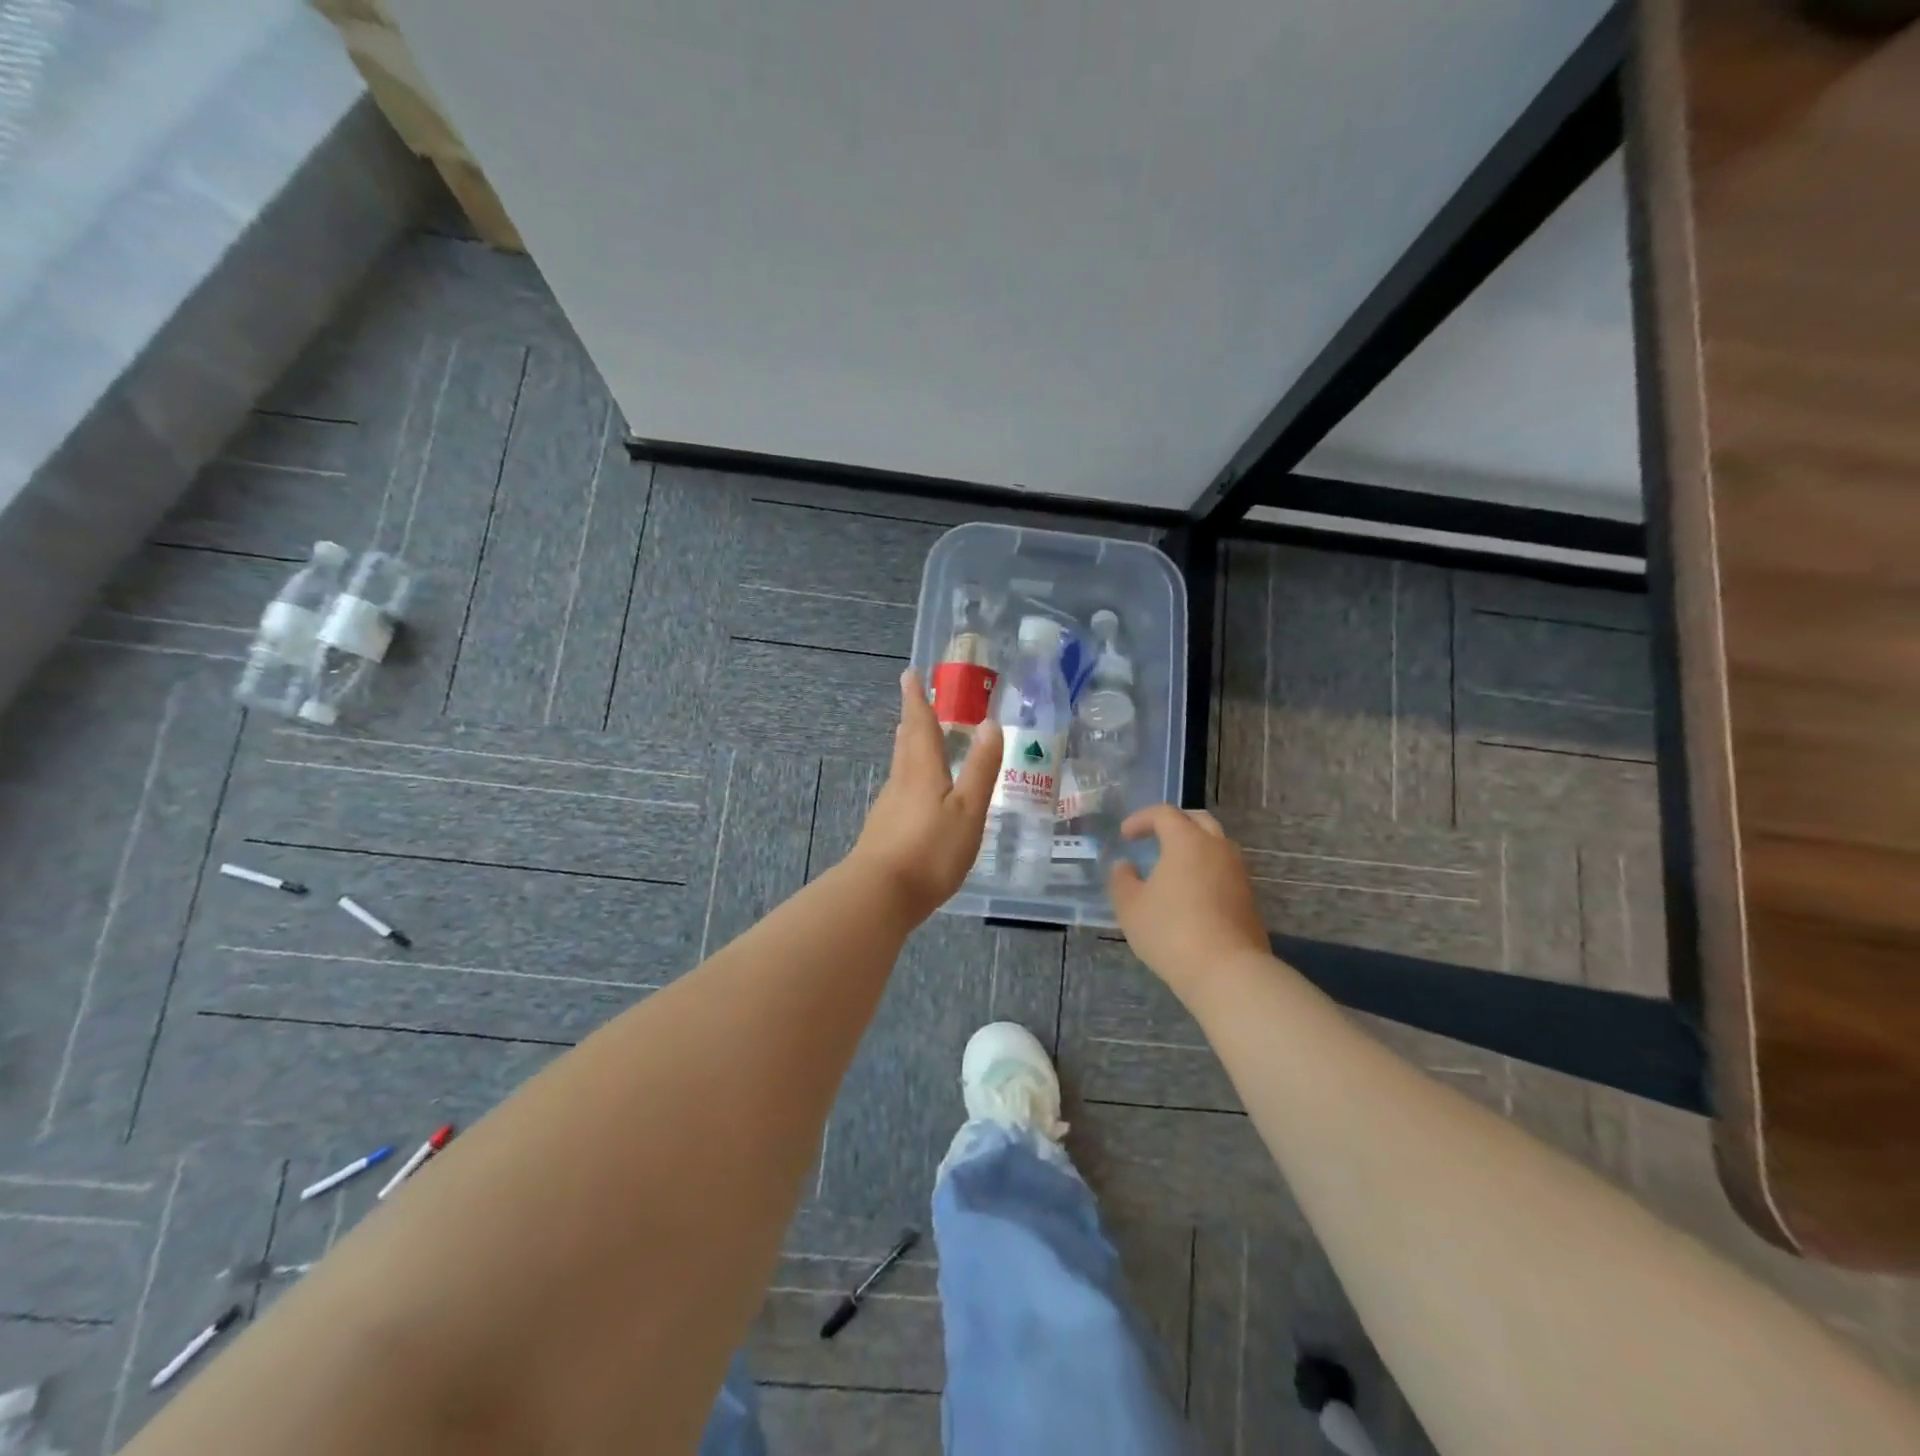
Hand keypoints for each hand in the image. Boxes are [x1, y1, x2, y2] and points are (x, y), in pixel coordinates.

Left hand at [847, 671, 1001, 921]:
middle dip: (912, 722)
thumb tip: (990, 723)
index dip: (916, 699)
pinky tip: (917, 796)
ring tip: (918, 741)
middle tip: (915, 704)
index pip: (919, 725)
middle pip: (906, 744)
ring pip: (901, 768)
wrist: (880, 895)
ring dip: (910, 749)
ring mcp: (888, 808)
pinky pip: (900, 793)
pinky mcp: (884, 832)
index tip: (909, 675)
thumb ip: (981, 769)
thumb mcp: (967, 809)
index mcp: (922, 770)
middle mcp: (901, 782)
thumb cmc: (930, 850)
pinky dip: (910, 780)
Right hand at [1109, 805, 1269, 999]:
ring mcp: (1238, 873)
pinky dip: (1206, 870)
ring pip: (1216, 845)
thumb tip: (1125, 866)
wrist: (1227, 971)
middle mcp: (1217, 848)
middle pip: (1198, 821)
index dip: (1141, 819)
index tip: (1125, 835)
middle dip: (1174, 823)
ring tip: (1173, 866)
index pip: (1164, 814)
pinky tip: (1190, 892)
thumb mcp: (1130, 907)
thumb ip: (1122, 880)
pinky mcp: (1248, 898)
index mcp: (1187, 841)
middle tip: (1154, 837)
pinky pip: (1224, 870)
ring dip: (1194, 847)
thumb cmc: (1171, 931)